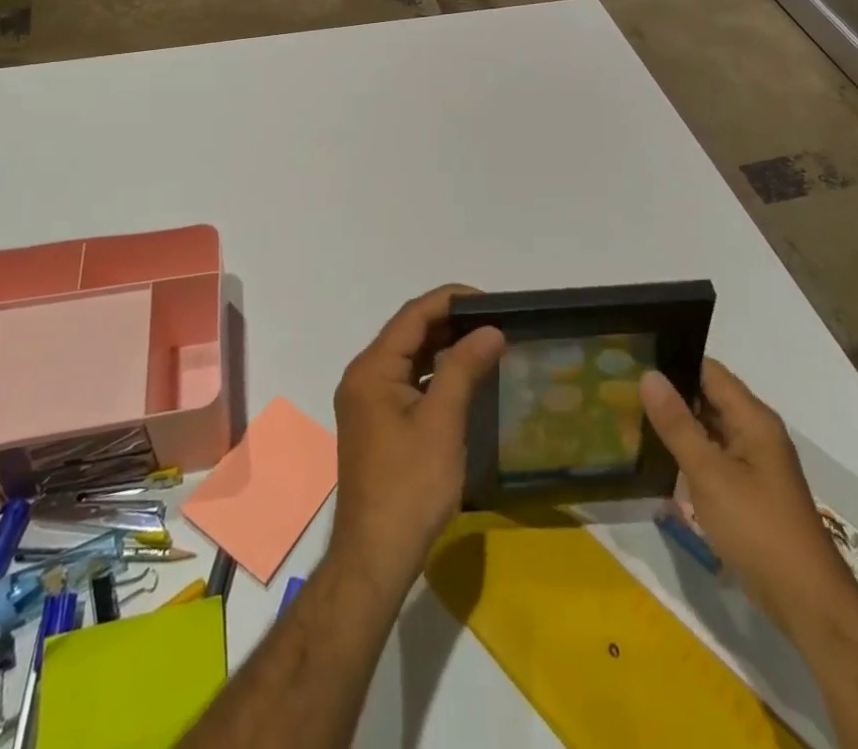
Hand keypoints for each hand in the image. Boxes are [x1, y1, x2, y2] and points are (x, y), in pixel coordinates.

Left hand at [330, 286, 504, 596]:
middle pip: (408, 332)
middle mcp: (363, 376)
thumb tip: (491, 329)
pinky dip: (434, 372)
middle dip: (451, 321)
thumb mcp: (442, 422)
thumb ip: (464, 368)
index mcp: (372, 369)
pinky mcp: (376, 423)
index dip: (451, 300)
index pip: (413, 315)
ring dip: (444, 346)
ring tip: (486, 343)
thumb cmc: (410, 486)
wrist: (375, 558)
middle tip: (495, 322)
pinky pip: (407, 381)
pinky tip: (463, 378)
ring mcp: (367, 401)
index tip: (491, 301)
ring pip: (408, 357)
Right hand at [640, 359, 850, 634]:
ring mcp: (754, 462)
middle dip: (671, 394)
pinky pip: (715, 456)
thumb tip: (649, 375)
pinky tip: (659, 459)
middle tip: (624, 389)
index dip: (673, 362)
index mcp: (753, 418)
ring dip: (678, 425)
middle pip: (709, 397)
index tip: (635, 360)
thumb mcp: (709, 474)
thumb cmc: (757, 529)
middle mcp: (756, 432)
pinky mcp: (750, 489)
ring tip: (632, 418)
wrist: (806, 603)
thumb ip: (677, 424)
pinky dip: (690, 452)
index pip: (709, 371)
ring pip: (710, 428)